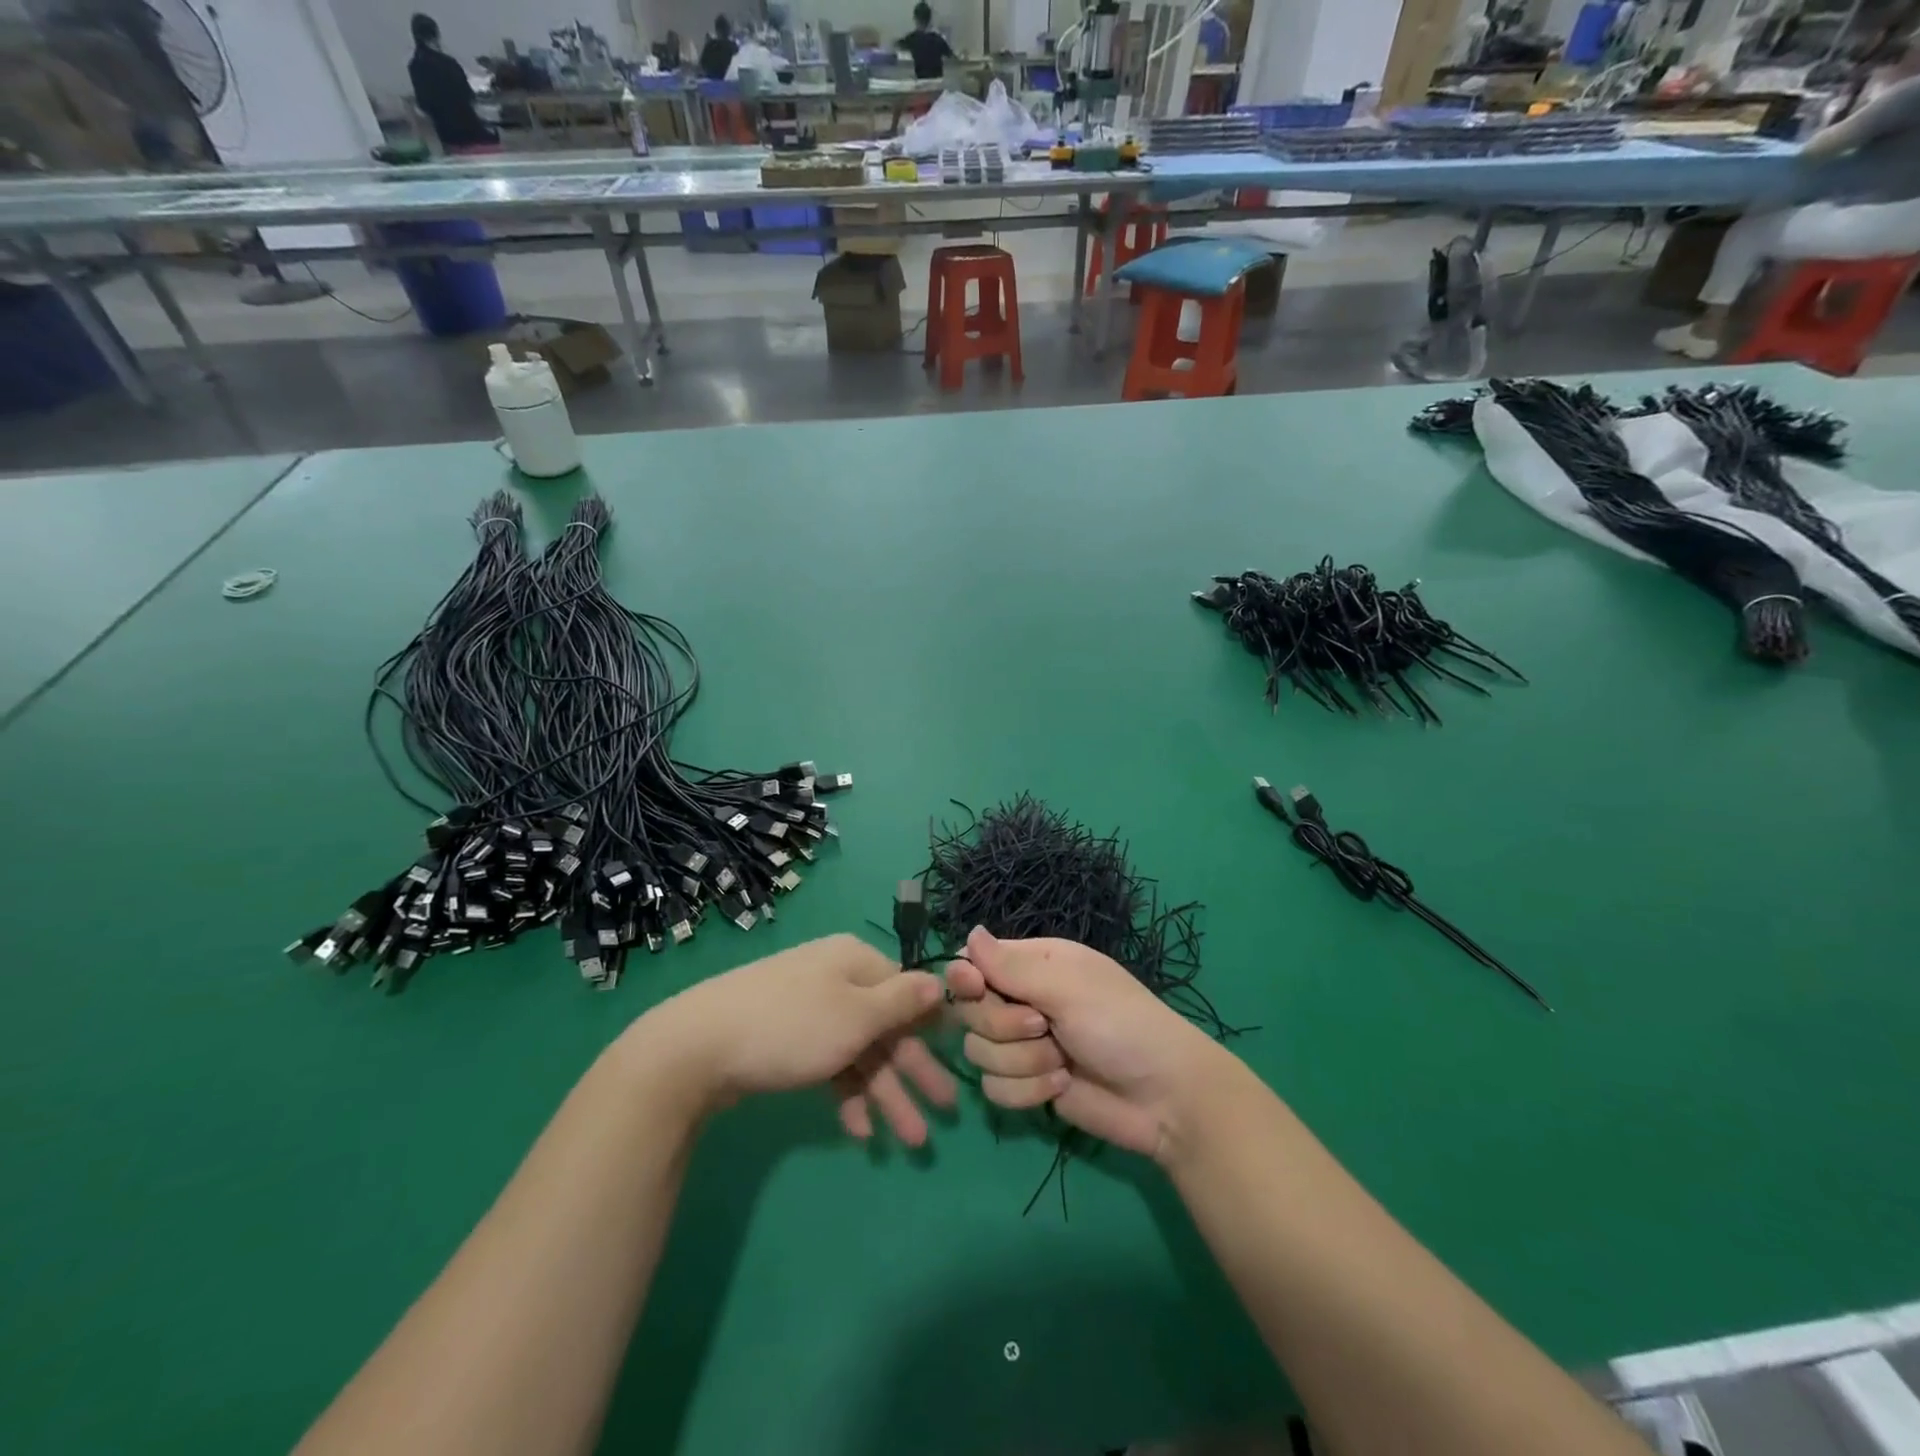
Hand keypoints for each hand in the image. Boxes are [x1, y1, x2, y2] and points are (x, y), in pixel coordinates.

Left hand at [637, 935, 956, 1145]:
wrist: (696, 1047)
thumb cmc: (791, 1026)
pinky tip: (857, 1131)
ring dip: (884, 1094)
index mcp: (855, 961)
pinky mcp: (786, 1039)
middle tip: (944, 1114)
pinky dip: (845, 1094)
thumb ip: (902, 1002)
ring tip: (909, 1142)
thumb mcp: (857, 1015)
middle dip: (913, 1073)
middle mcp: (835, 978)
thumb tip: (940, 981)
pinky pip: (829, 1064)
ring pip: (859, 1051)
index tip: (957, 1062)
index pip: (907, 991)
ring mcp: (809, 1009)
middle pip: (886, 1026)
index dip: (931, 1029)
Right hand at [944, 926, 1234, 1161]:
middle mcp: (1024, 1000)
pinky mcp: (1028, 1085)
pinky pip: (994, 1089)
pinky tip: (1061, 1087)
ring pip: (979, 1052)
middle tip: (1042, 1027)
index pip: (974, 962)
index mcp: (1034, 964)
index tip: (974, 988)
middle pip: (970, 1011)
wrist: (1164, 1097)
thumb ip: (1011, 967)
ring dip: (1021, 1062)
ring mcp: (1024, 1045)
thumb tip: (969, 933)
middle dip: (1003, 1026)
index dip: (966, 977)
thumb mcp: (1067, 987)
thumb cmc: (1120, 1025)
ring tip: (1061, 1062)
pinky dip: (1027, 1091)